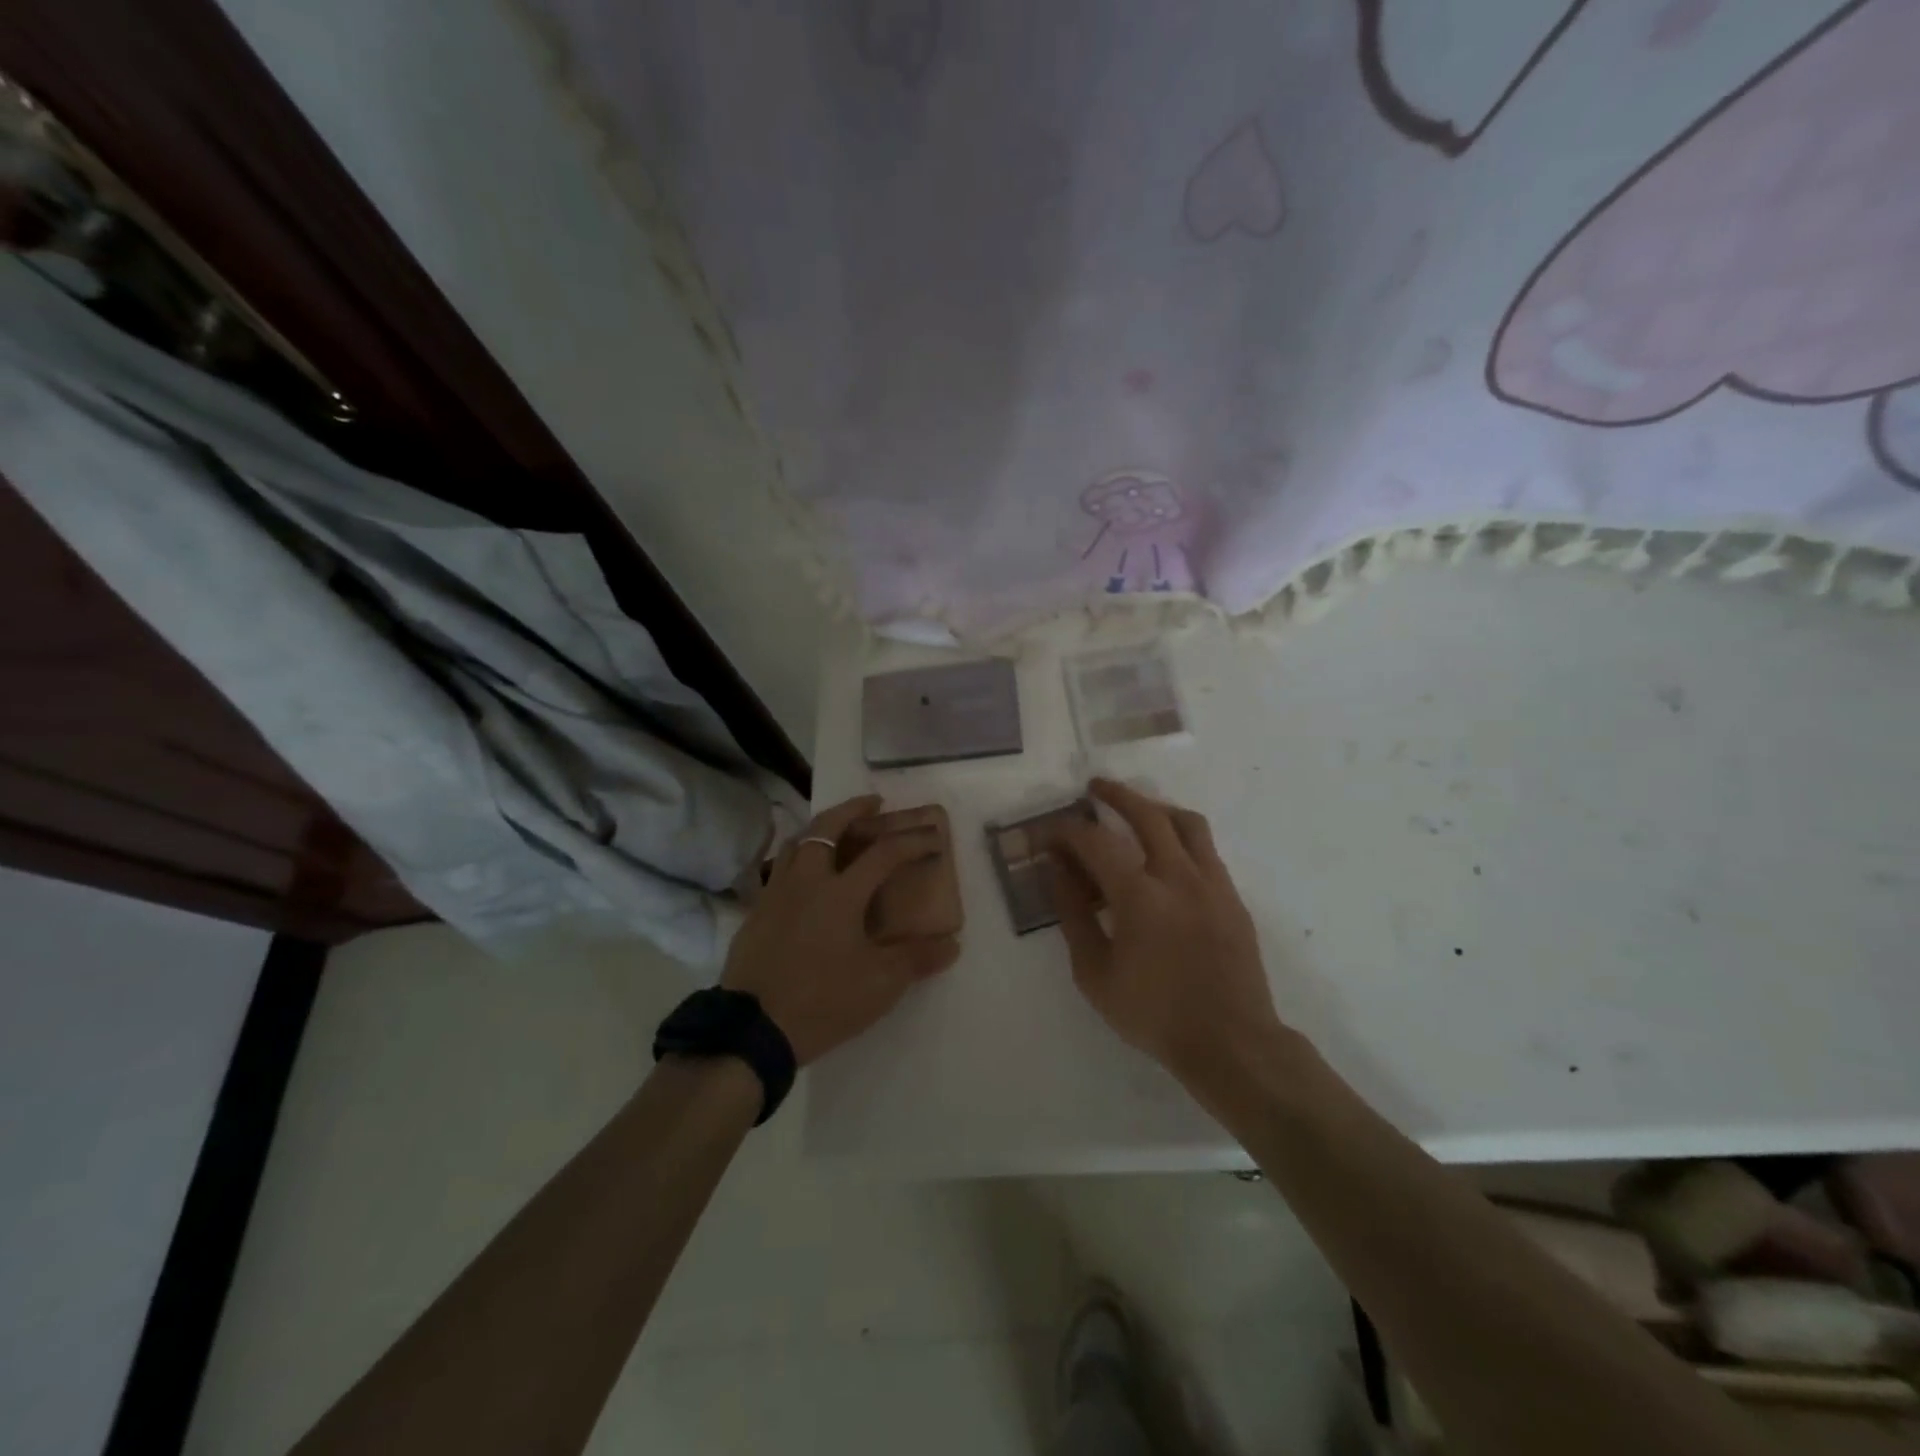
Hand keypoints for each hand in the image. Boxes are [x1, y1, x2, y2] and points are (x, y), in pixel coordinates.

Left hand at [722, 794, 959, 1064]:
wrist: (752, 1030)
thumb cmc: (822, 1001)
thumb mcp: (879, 985)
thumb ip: (916, 959)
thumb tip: (952, 944)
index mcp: (840, 893)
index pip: (883, 853)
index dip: (911, 842)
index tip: (931, 839)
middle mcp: (806, 881)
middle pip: (827, 827)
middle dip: (853, 809)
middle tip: (872, 804)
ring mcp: (775, 894)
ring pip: (796, 843)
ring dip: (820, 828)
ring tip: (836, 830)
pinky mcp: (755, 912)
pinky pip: (779, 869)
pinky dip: (798, 858)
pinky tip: (805, 877)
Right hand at [1050, 779, 1283, 1082]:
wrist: (1231, 1043)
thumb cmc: (1154, 1014)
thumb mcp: (1095, 973)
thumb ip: (1074, 916)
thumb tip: (1056, 872)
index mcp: (1140, 895)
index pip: (1095, 841)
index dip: (1067, 831)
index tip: (1050, 833)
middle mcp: (1179, 876)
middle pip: (1147, 814)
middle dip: (1116, 795)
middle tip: (1094, 789)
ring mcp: (1212, 883)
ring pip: (1186, 822)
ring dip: (1156, 807)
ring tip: (1137, 810)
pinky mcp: (1232, 897)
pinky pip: (1206, 849)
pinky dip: (1181, 836)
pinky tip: (1167, 855)